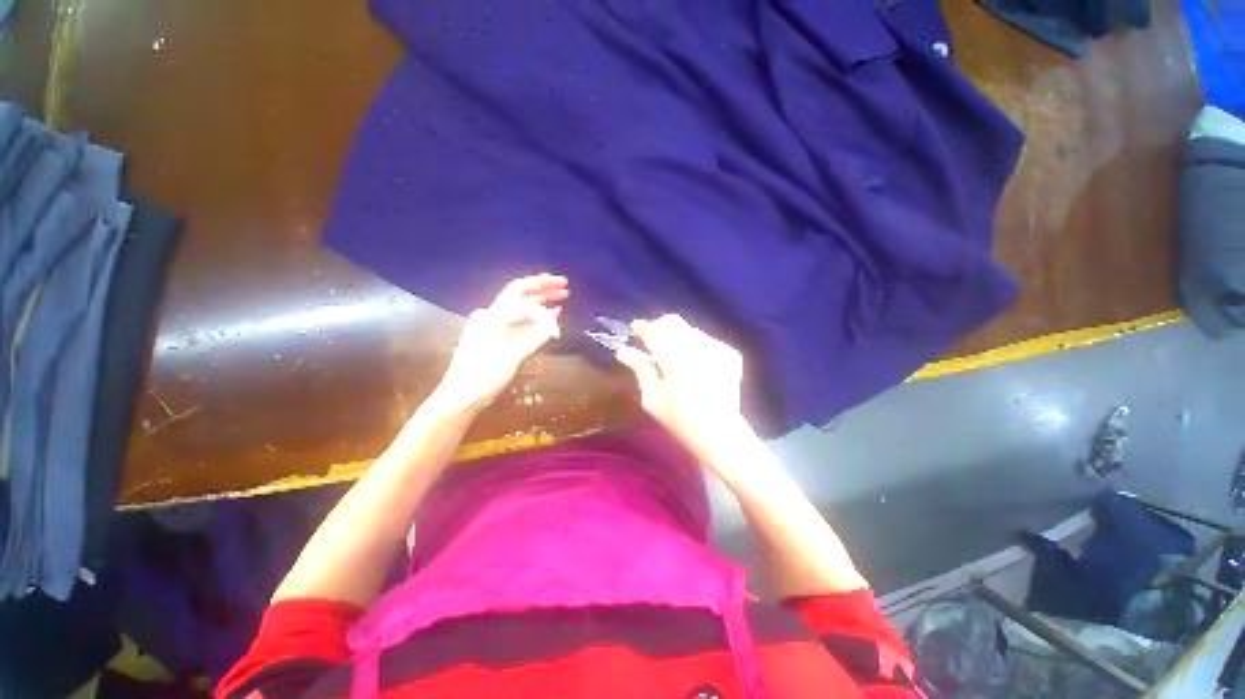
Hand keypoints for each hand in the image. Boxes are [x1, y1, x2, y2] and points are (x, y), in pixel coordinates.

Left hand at [431, 274, 567, 414]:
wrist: (461, 395)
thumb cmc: (483, 374)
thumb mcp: (512, 354)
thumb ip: (534, 336)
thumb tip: (554, 321)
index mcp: (493, 314)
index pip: (519, 289)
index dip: (541, 283)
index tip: (560, 282)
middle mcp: (494, 316)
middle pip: (522, 297)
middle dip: (544, 291)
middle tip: (565, 288)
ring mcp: (495, 328)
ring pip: (522, 310)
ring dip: (542, 305)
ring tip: (561, 301)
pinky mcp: (498, 339)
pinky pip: (520, 324)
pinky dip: (536, 321)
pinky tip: (549, 319)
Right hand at [614, 314, 748, 461]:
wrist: (720, 434)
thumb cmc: (680, 421)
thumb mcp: (652, 399)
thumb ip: (640, 369)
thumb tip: (623, 351)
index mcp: (674, 360)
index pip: (653, 331)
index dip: (641, 327)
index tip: (634, 330)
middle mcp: (697, 348)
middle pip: (672, 321)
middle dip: (659, 327)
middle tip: (652, 342)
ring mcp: (717, 349)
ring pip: (689, 330)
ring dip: (678, 337)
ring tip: (675, 357)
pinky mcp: (730, 354)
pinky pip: (706, 340)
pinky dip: (696, 347)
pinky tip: (696, 365)